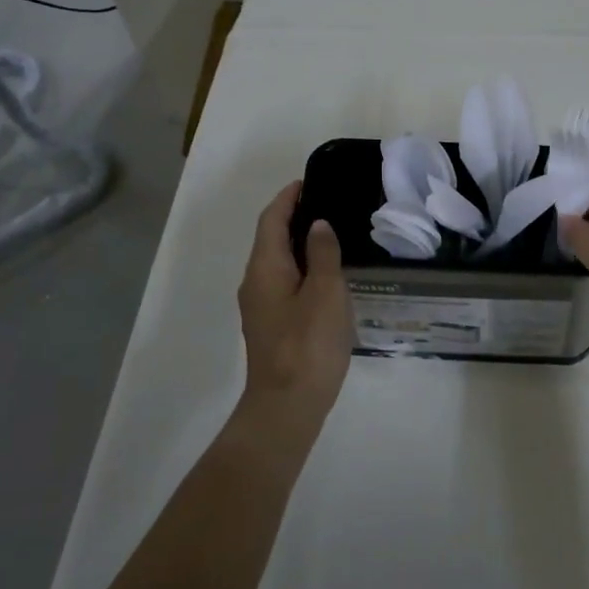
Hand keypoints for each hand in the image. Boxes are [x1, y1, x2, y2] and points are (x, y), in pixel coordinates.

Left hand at [238, 182, 353, 424]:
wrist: (287, 406)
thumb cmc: (308, 345)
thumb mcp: (325, 293)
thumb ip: (323, 254)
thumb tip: (317, 225)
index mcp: (265, 268)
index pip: (271, 220)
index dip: (287, 198)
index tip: (309, 182)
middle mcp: (255, 283)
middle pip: (270, 239)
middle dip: (293, 218)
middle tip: (328, 206)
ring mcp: (260, 307)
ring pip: (277, 263)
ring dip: (298, 245)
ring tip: (332, 237)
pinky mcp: (271, 327)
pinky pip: (284, 284)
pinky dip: (301, 269)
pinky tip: (326, 278)